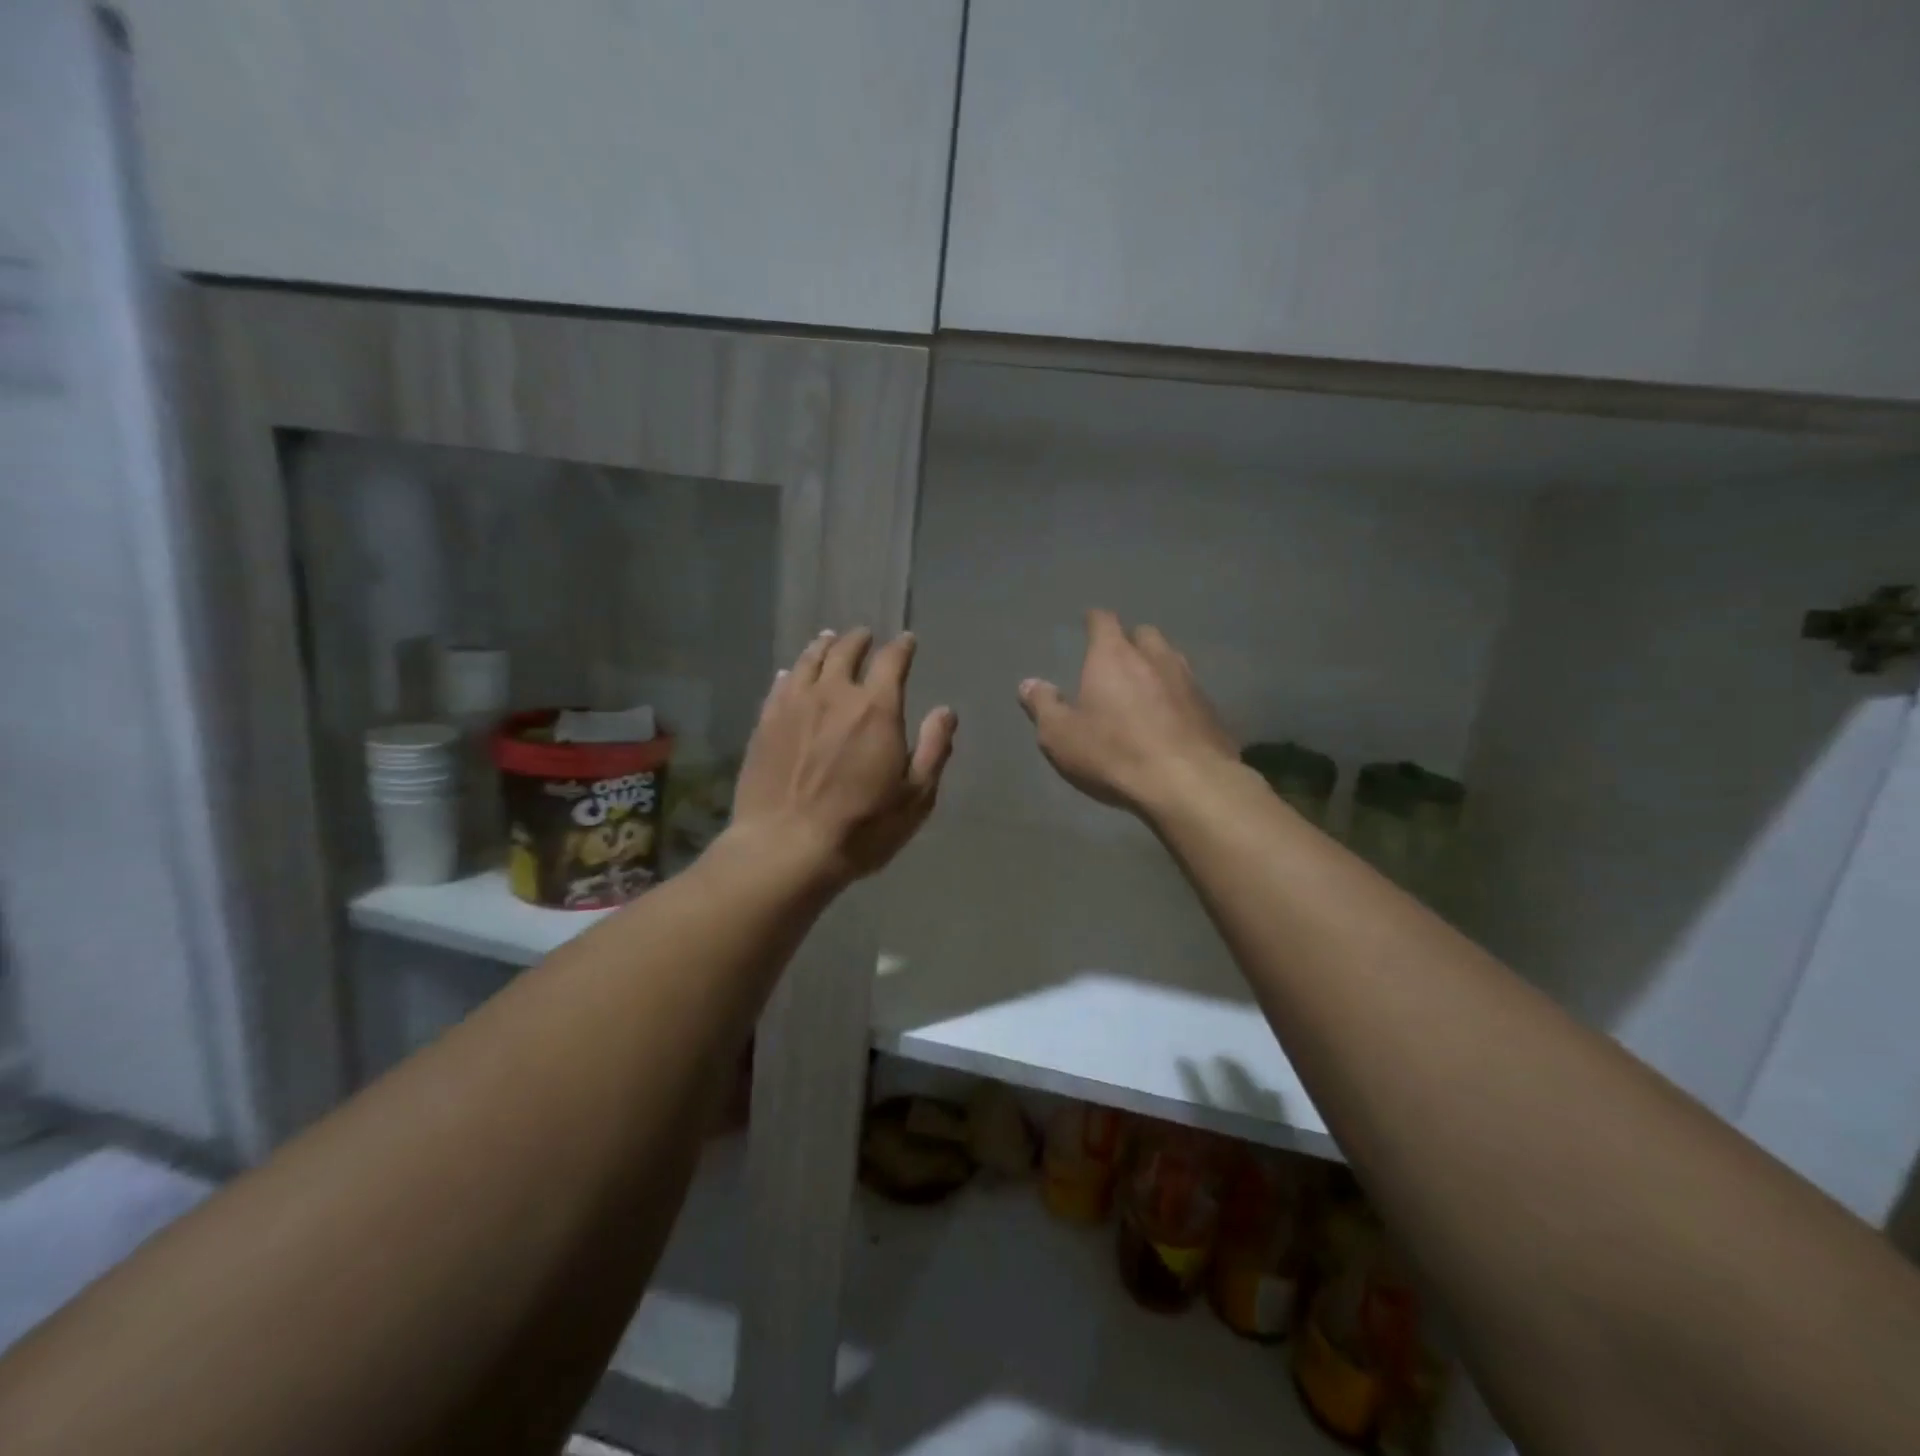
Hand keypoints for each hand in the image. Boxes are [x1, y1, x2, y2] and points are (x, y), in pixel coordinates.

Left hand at [732, 628, 956, 884]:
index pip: (891, 661)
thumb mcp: (916, 796)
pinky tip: (792, 673)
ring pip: (809, 661)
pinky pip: (780, 685)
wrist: (786, 847)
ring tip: (829, 640)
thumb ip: (934, 749)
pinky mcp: (765, 723)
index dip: (902, 647)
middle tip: (865, 636)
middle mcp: (834, 695)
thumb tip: (946, 711)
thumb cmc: (862, 827)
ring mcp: (794, 706)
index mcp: (876, 708)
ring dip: (824, 646)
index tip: (907, 641)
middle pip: (846, 651)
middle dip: (860, 640)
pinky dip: (792, 672)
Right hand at [1017, 610, 1237, 816]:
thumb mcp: (1060, 735)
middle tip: (1117, 659)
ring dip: (1157, 666)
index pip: (1104, 620)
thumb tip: (1028, 683)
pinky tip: (1171, 718)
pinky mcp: (1211, 710)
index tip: (1089, 624)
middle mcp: (1155, 657)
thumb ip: (1043, 705)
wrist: (1188, 783)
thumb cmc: (1114, 752)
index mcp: (1113, 656)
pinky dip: (1177, 697)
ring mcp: (1189, 681)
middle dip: (1130, 641)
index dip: (1095, 621)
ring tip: (1145, 686)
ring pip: (1172, 659)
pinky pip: (1190, 692)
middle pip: (1144, 634)